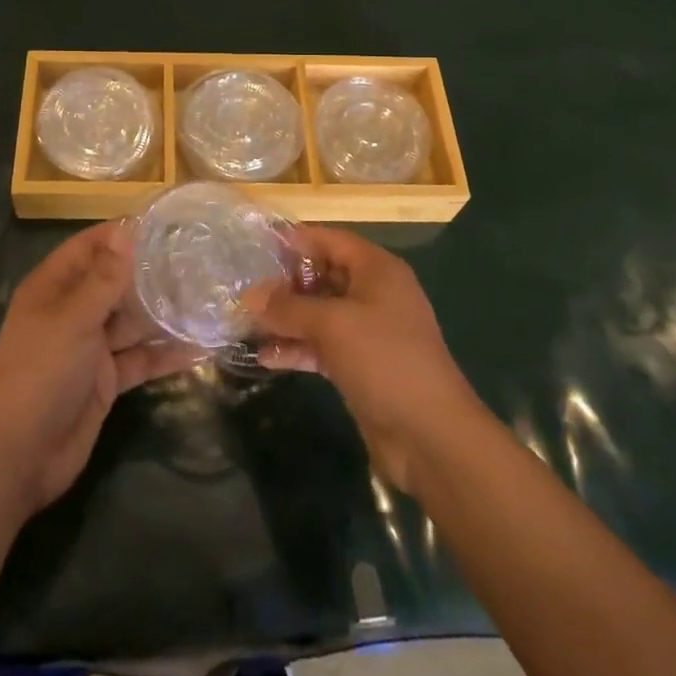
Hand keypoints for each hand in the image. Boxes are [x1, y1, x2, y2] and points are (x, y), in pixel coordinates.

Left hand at [0, 222, 199, 515]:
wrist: (20, 456)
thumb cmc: (40, 373)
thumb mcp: (73, 319)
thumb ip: (104, 278)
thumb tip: (126, 231)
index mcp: (54, 287)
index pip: (91, 246)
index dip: (122, 234)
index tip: (164, 223)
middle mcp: (72, 311)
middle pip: (115, 282)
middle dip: (150, 273)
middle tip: (198, 259)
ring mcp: (90, 346)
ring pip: (131, 321)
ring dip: (163, 313)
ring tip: (206, 297)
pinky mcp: (105, 380)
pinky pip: (139, 359)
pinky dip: (165, 355)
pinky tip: (199, 347)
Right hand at [248, 224, 480, 492]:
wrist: (431, 436)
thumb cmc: (384, 360)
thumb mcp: (333, 325)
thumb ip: (288, 308)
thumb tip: (248, 295)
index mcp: (376, 270)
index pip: (329, 239)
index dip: (294, 240)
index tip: (254, 245)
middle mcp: (373, 293)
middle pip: (322, 275)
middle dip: (285, 282)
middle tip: (244, 287)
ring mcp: (367, 331)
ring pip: (319, 313)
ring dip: (286, 318)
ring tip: (246, 321)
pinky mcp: (360, 364)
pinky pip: (322, 345)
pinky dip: (297, 348)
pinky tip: (265, 356)